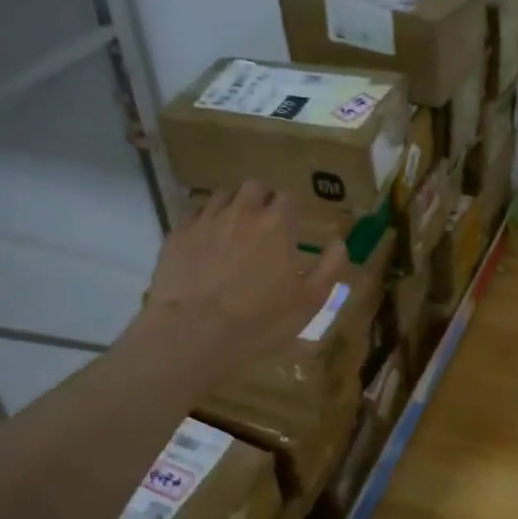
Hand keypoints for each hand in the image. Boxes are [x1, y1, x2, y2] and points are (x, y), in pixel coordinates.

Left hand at [136, 180, 347, 385]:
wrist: (195, 332)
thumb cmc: (261, 319)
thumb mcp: (310, 300)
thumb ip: (330, 266)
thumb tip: (339, 242)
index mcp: (277, 223)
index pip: (289, 196)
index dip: (292, 208)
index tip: (292, 225)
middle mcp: (242, 211)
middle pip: (254, 186)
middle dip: (261, 199)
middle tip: (263, 224)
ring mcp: (206, 219)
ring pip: (222, 196)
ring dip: (232, 207)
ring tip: (233, 232)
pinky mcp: (177, 234)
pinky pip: (194, 215)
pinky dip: (204, 223)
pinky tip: (205, 245)